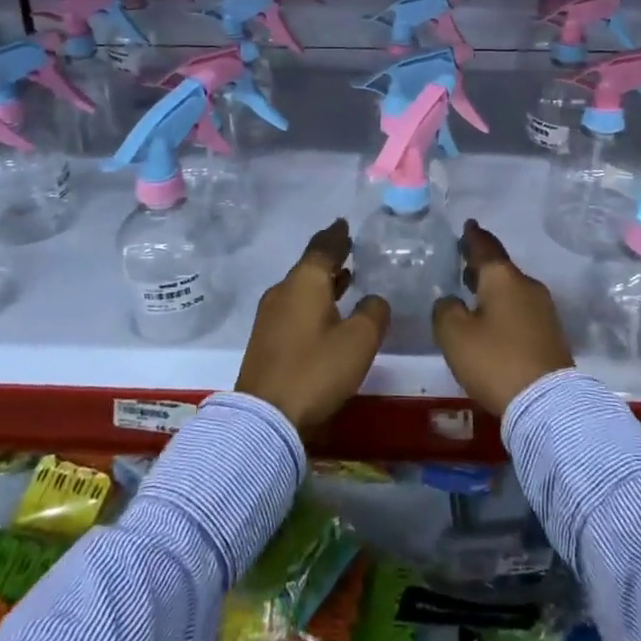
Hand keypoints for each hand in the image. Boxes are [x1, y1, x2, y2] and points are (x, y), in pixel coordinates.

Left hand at [236, 219, 390, 430]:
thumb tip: (374, 300)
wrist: (265, 417)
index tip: (344, 223)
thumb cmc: (316, 370)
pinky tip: (327, 311)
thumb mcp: (359, 341)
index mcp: (304, 283)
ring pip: (301, 288)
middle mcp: (283, 291)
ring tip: (345, 277)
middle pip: (309, 266)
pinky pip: (295, 306)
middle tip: (350, 248)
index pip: (322, 248)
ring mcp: (270, 316)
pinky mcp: (267, 339)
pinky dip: (314, 300)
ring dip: (323, 281)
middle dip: (330, 257)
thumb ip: (373, 313)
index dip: (336, 235)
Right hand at [432, 220, 573, 415]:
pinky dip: (505, 306)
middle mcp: (527, 286)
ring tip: (475, 291)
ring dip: (493, 287)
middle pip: (501, 268)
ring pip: (512, 288)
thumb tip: (452, 302)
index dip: (473, 237)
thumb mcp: (454, 335)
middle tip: (465, 261)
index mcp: (503, 278)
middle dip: (482, 264)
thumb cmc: (495, 360)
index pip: (485, 247)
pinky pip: (521, 309)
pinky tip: (494, 320)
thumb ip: (445, 310)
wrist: (548, 402)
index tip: (468, 225)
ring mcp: (543, 309)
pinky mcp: (550, 333)